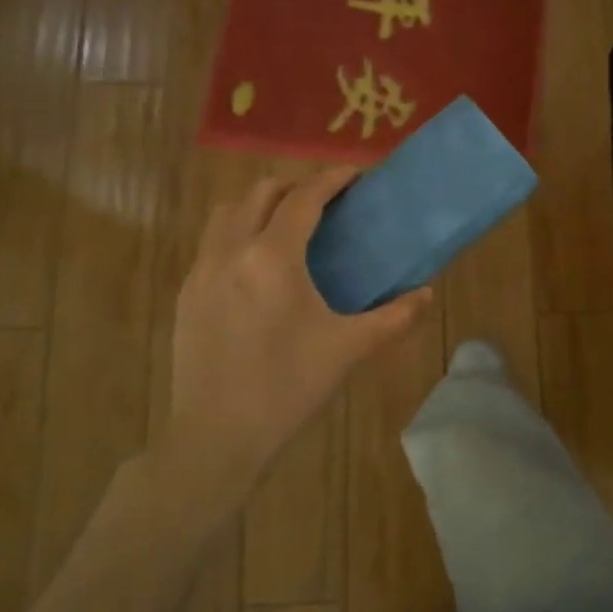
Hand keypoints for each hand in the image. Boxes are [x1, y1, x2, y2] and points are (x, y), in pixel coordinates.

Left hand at [159, 168, 430, 498]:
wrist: (217, 436)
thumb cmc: (288, 387)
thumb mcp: (348, 348)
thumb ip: (393, 317)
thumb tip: (427, 294)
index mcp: (272, 258)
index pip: (303, 199)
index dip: (331, 180)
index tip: (354, 174)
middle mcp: (231, 251)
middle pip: (259, 193)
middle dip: (294, 186)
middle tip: (324, 201)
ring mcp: (201, 271)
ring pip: (227, 213)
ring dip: (259, 205)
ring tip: (287, 224)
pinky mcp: (185, 294)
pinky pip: (211, 243)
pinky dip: (237, 233)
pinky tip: (257, 266)